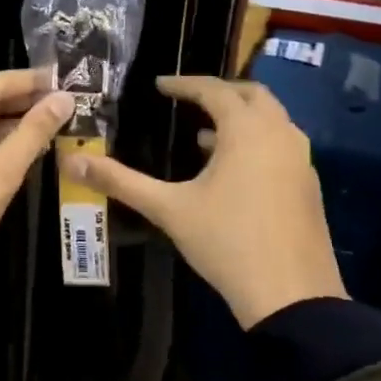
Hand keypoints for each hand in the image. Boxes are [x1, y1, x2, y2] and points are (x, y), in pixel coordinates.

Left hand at [0, 68, 75, 274]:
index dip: (31, 80)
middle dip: (25, 100)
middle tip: (66, 99)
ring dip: (15, 121)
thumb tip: (65, 99)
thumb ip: (33, 132)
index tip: (65, 78)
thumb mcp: (1, 171)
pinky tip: (29, 143)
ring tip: (55, 119)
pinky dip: (1, 140)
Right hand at [66, 76, 343, 327]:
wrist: (292, 296)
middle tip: (188, 100)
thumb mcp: (168, 209)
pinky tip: (231, 170)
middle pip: (252, 95)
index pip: (214, 90)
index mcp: (247, 130)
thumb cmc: (227, 242)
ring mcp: (301, 160)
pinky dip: (256, 141)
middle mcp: (280, 134)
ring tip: (203, 135)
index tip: (159, 85)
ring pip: (272, 120)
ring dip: (240, 118)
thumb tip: (72, 162)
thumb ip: (121, 182)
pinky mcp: (309, 185)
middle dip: (219, 92)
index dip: (184, 84)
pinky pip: (280, 145)